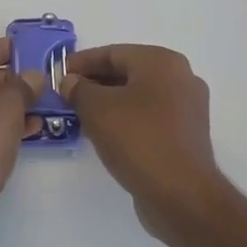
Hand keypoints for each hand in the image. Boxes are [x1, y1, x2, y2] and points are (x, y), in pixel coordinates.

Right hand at [61, 44, 228, 242]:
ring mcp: (187, 107)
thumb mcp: (96, 109)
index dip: (82, 62)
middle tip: (67, 94)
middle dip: (95, 82)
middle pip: (128, 72)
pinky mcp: (186, 134)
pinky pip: (149, 116)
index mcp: (162, 62)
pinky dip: (126, 119)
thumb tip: (71, 82)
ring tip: (81, 114)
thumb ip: (78, 89)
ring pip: (139, 96)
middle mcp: (181, 77)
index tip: (58, 73)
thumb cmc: (137, 139)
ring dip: (109, 102)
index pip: (113, 53)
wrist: (180, 193)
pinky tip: (105, 133)